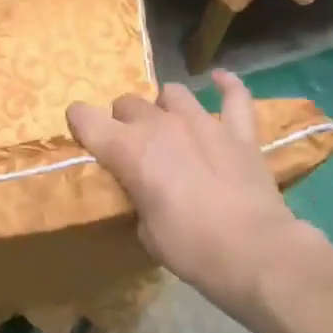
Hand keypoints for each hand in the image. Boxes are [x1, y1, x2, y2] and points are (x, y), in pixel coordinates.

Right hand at [66, 69, 319, 325]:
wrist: (254, 252)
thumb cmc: (190, 247)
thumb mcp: (145, 230)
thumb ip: (138, 198)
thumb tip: (145, 192)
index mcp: (127, 149)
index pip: (85, 116)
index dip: (79, 122)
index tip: (82, 134)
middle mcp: (159, 125)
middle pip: (128, 102)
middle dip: (123, 120)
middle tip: (131, 146)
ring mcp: (203, 123)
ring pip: (173, 93)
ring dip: (164, 106)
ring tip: (168, 123)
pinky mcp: (240, 133)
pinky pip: (235, 96)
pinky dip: (226, 86)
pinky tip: (220, 80)